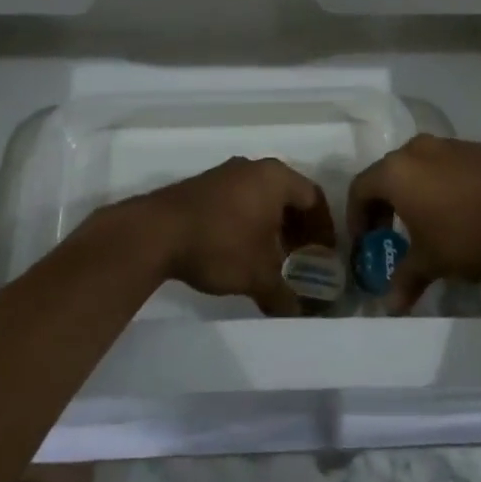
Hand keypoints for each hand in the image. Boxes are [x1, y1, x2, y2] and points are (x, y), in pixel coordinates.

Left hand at [113, 157, 334, 316]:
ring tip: (272, 258)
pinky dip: (248, 222)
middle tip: (302, 258)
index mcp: (276, 178)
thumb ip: (284, 294)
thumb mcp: (258, 275)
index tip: (324, 255)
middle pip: (288, 196)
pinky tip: (241, 250)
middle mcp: (253, 168)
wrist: (156, 233)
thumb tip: (299, 314)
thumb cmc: (220, 244)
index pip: (313, 198)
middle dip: (298, 228)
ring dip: (272, 226)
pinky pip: (238, 200)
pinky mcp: (202, 186)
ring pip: (261, 198)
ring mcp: (225, 174)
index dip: (323, 228)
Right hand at [347, 135, 480, 312]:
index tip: (365, 241)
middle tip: (390, 231)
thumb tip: (390, 306)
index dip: (357, 216)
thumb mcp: (429, 263)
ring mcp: (451, 145)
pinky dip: (444, 183)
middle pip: (389, 172)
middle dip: (385, 202)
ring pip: (421, 165)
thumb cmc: (463, 238)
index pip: (361, 188)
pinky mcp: (480, 149)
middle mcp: (418, 149)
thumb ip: (405, 279)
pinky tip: (460, 209)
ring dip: (416, 190)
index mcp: (396, 171)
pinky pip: (450, 164)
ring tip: (427, 220)